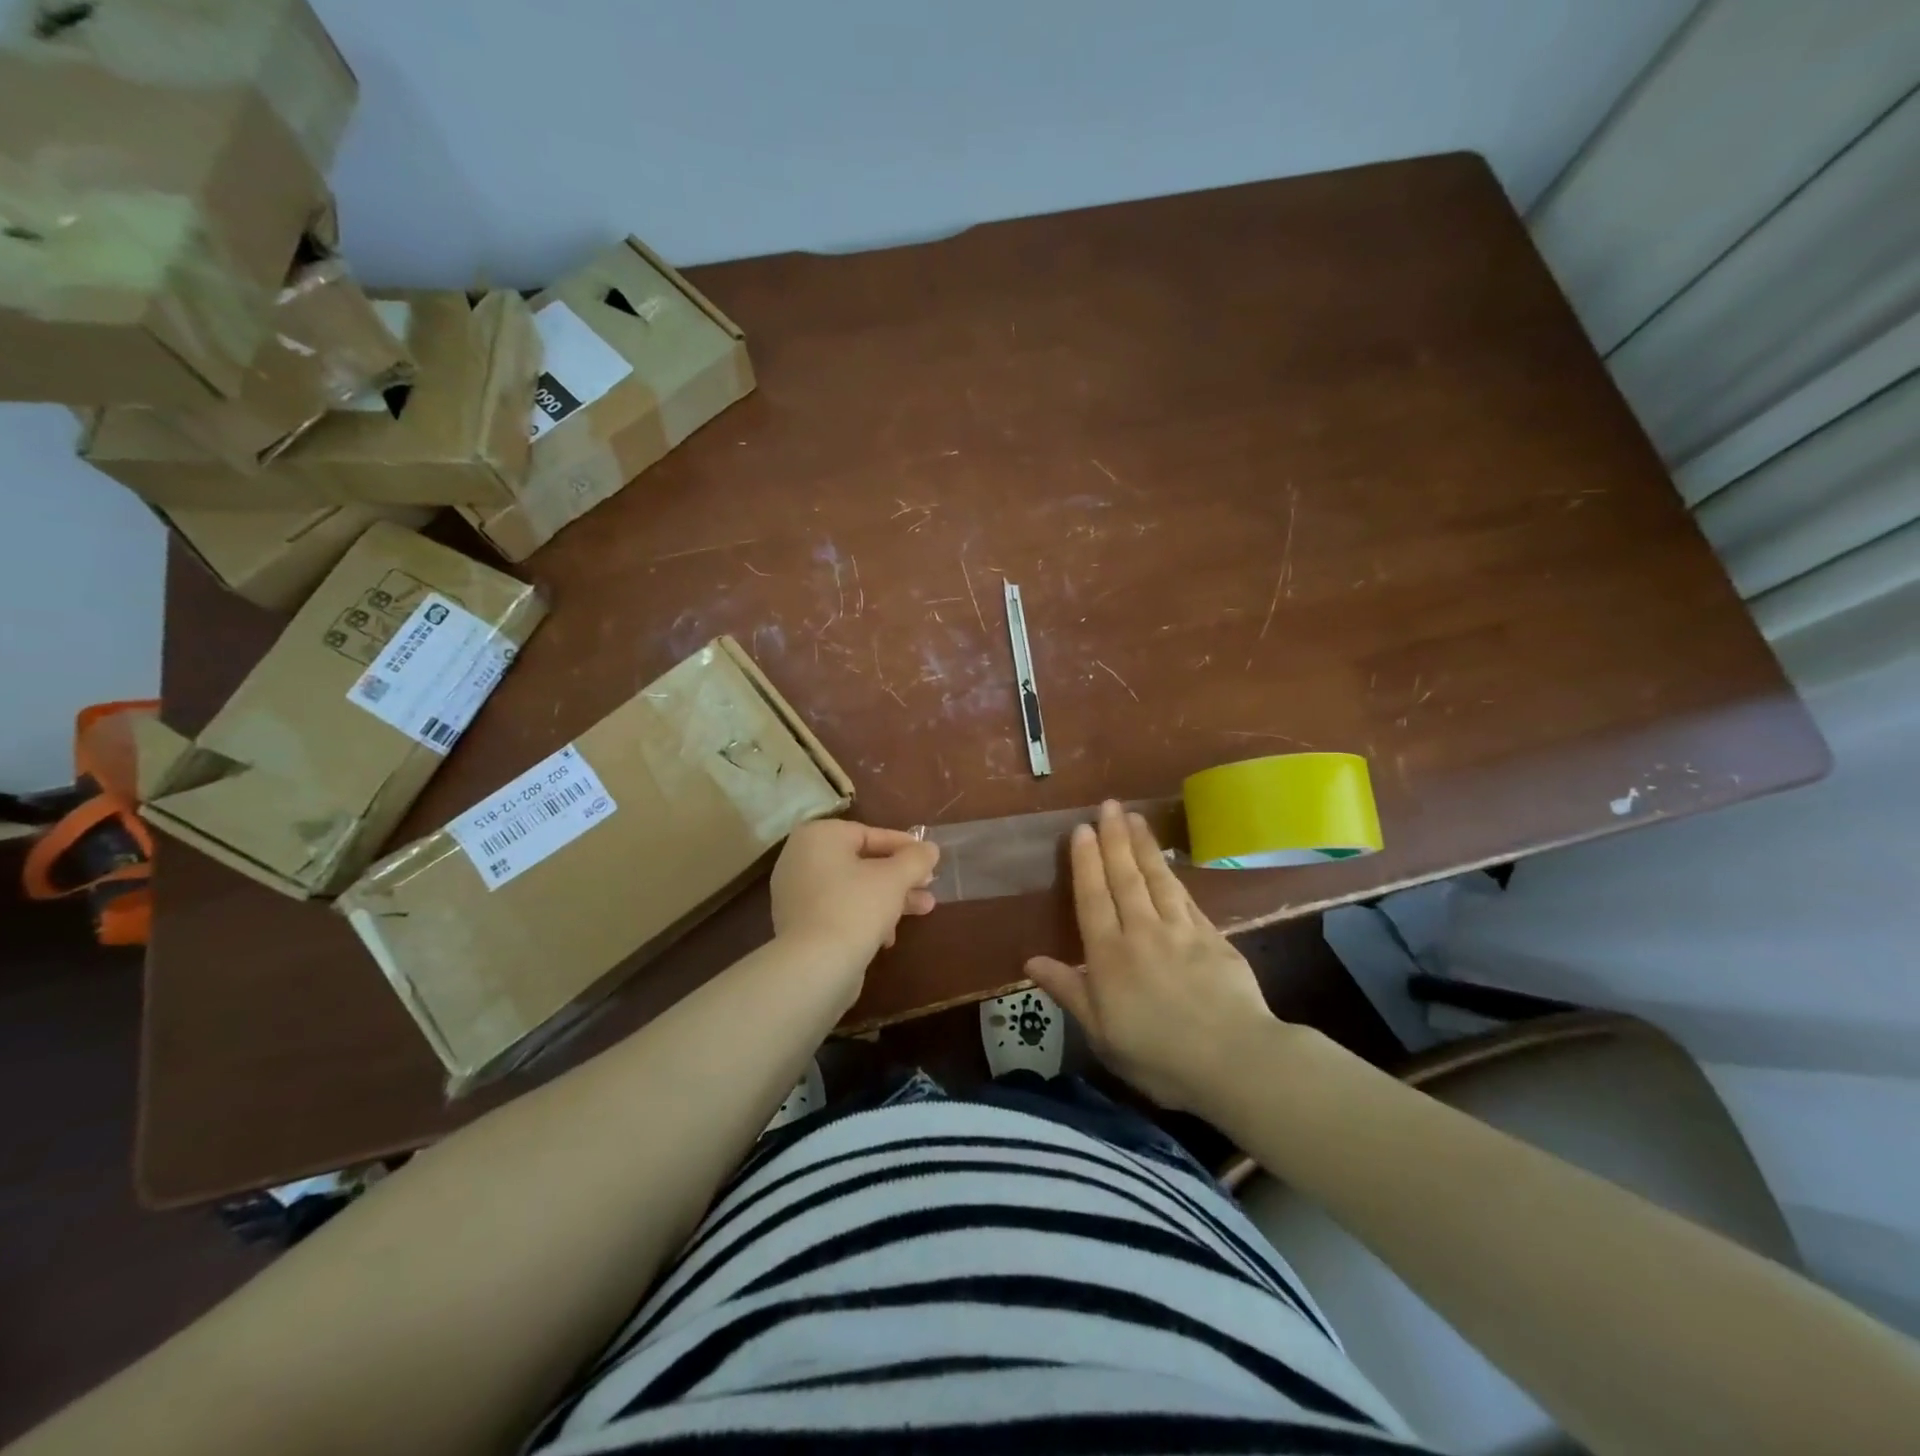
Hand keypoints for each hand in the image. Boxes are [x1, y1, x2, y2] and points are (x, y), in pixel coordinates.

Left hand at [770, 819, 939, 963]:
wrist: (813, 967)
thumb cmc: (855, 907)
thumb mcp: (894, 878)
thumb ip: (915, 859)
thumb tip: (930, 849)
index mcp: (818, 837)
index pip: (869, 834)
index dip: (904, 846)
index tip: (930, 858)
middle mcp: (800, 859)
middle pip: (862, 862)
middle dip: (900, 877)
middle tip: (929, 886)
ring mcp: (796, 893)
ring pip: (853, 888)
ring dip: (889, 898)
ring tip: (924, 910)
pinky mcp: (799, 924)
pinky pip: (839, 910)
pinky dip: (865, 916)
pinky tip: (888, 937)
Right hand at [1026, 800, 1279, 1113]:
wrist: (1234, 1059)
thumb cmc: (1158, 1055)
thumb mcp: (1100, 1033)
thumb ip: (1068, 990)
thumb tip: (1031, 961)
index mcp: (1109, 955)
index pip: (1093, 897)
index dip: (1086, 862)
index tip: (1081, 829)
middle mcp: (1141, 932)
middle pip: (1124, 877)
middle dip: (1114, 838)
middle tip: (1109, 806)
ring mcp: (1180, 931)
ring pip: (1157, 879)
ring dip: (1144, 846)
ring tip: (1135, 818)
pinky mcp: (1213, 937)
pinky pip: (1187, 898)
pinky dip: (1173, 876)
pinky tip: (1168, 863)